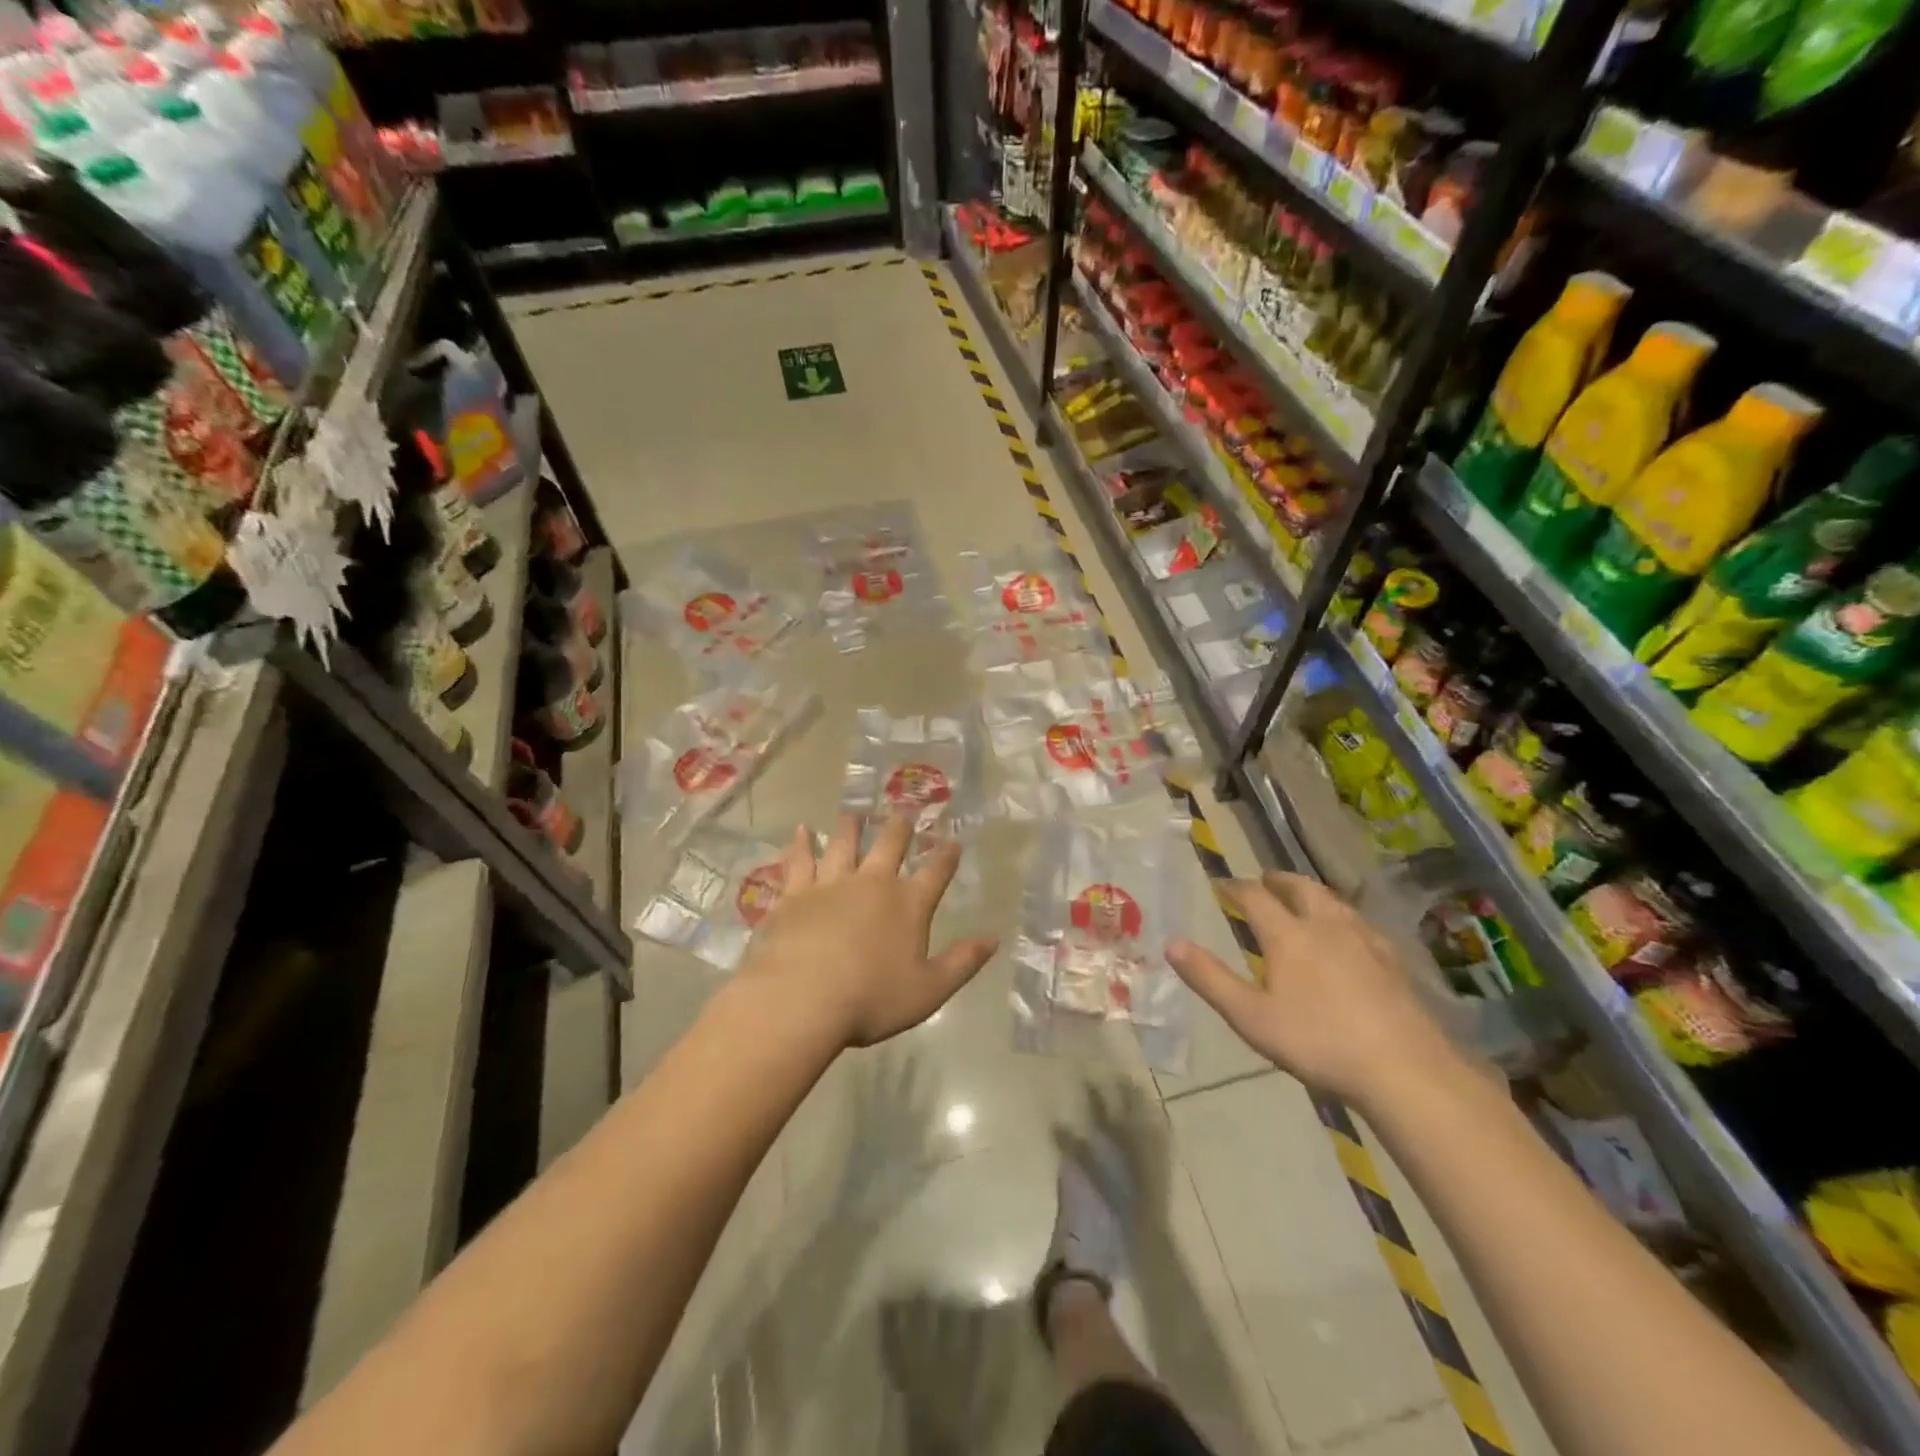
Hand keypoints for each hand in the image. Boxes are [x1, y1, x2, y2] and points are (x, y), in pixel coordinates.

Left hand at [738, 813, 998, 1048]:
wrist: (803, 998)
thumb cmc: (871, 1000)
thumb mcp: (929, 990)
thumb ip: (962, 962)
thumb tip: (993, 939)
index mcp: (908, 904)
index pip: (935, 873)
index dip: (947, 856)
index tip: (953, 841)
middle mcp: (872, 883)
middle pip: (889, 845)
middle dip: (899, 828)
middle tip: (903, 812)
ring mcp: (831, 884)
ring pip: (844, 845)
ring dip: (851, 827)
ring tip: (854, 813)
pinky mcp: (796, 894)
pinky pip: (800, 861)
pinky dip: (801, 844)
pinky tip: (801, 831)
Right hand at [1165, 871, 1461, 1109]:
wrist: (1404, 1068)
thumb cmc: (1318, 1042)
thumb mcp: (1251, 1017)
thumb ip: (1210, 979)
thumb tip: (1171, 943)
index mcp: (1289, 936)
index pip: (1256, 898)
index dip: (1236, 888)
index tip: (1223, 884)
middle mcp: (1326, 926)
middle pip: (1301, 889)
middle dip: (1280, 881)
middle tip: (1266, 879)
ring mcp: (1364, 940)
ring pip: (1334, 902)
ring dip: (1313, 893)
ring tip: (1304, 898)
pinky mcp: (1392, 961)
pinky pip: (1361, 923)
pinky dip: (1343, 917)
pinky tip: (1349, 934)